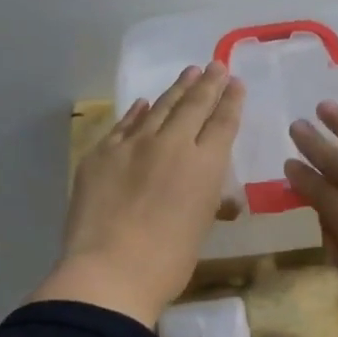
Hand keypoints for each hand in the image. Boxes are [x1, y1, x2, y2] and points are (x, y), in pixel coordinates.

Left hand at [33, 63, 245, 327]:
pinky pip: (124, 125)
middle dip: (208, 84)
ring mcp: (133, 145)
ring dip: (176, 89)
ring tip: (189, 73)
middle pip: (194, 106)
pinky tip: (143, 103)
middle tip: (216, 65)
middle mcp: (173, 144)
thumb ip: (207, 198)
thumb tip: (210, 188)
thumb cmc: (168, 262)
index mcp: (205, 165)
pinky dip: (137, 112)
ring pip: (159, 108)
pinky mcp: (102, 153)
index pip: (223, 123)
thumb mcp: (200, 228)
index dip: (231, 100)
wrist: (110, 271)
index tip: (235, 82)